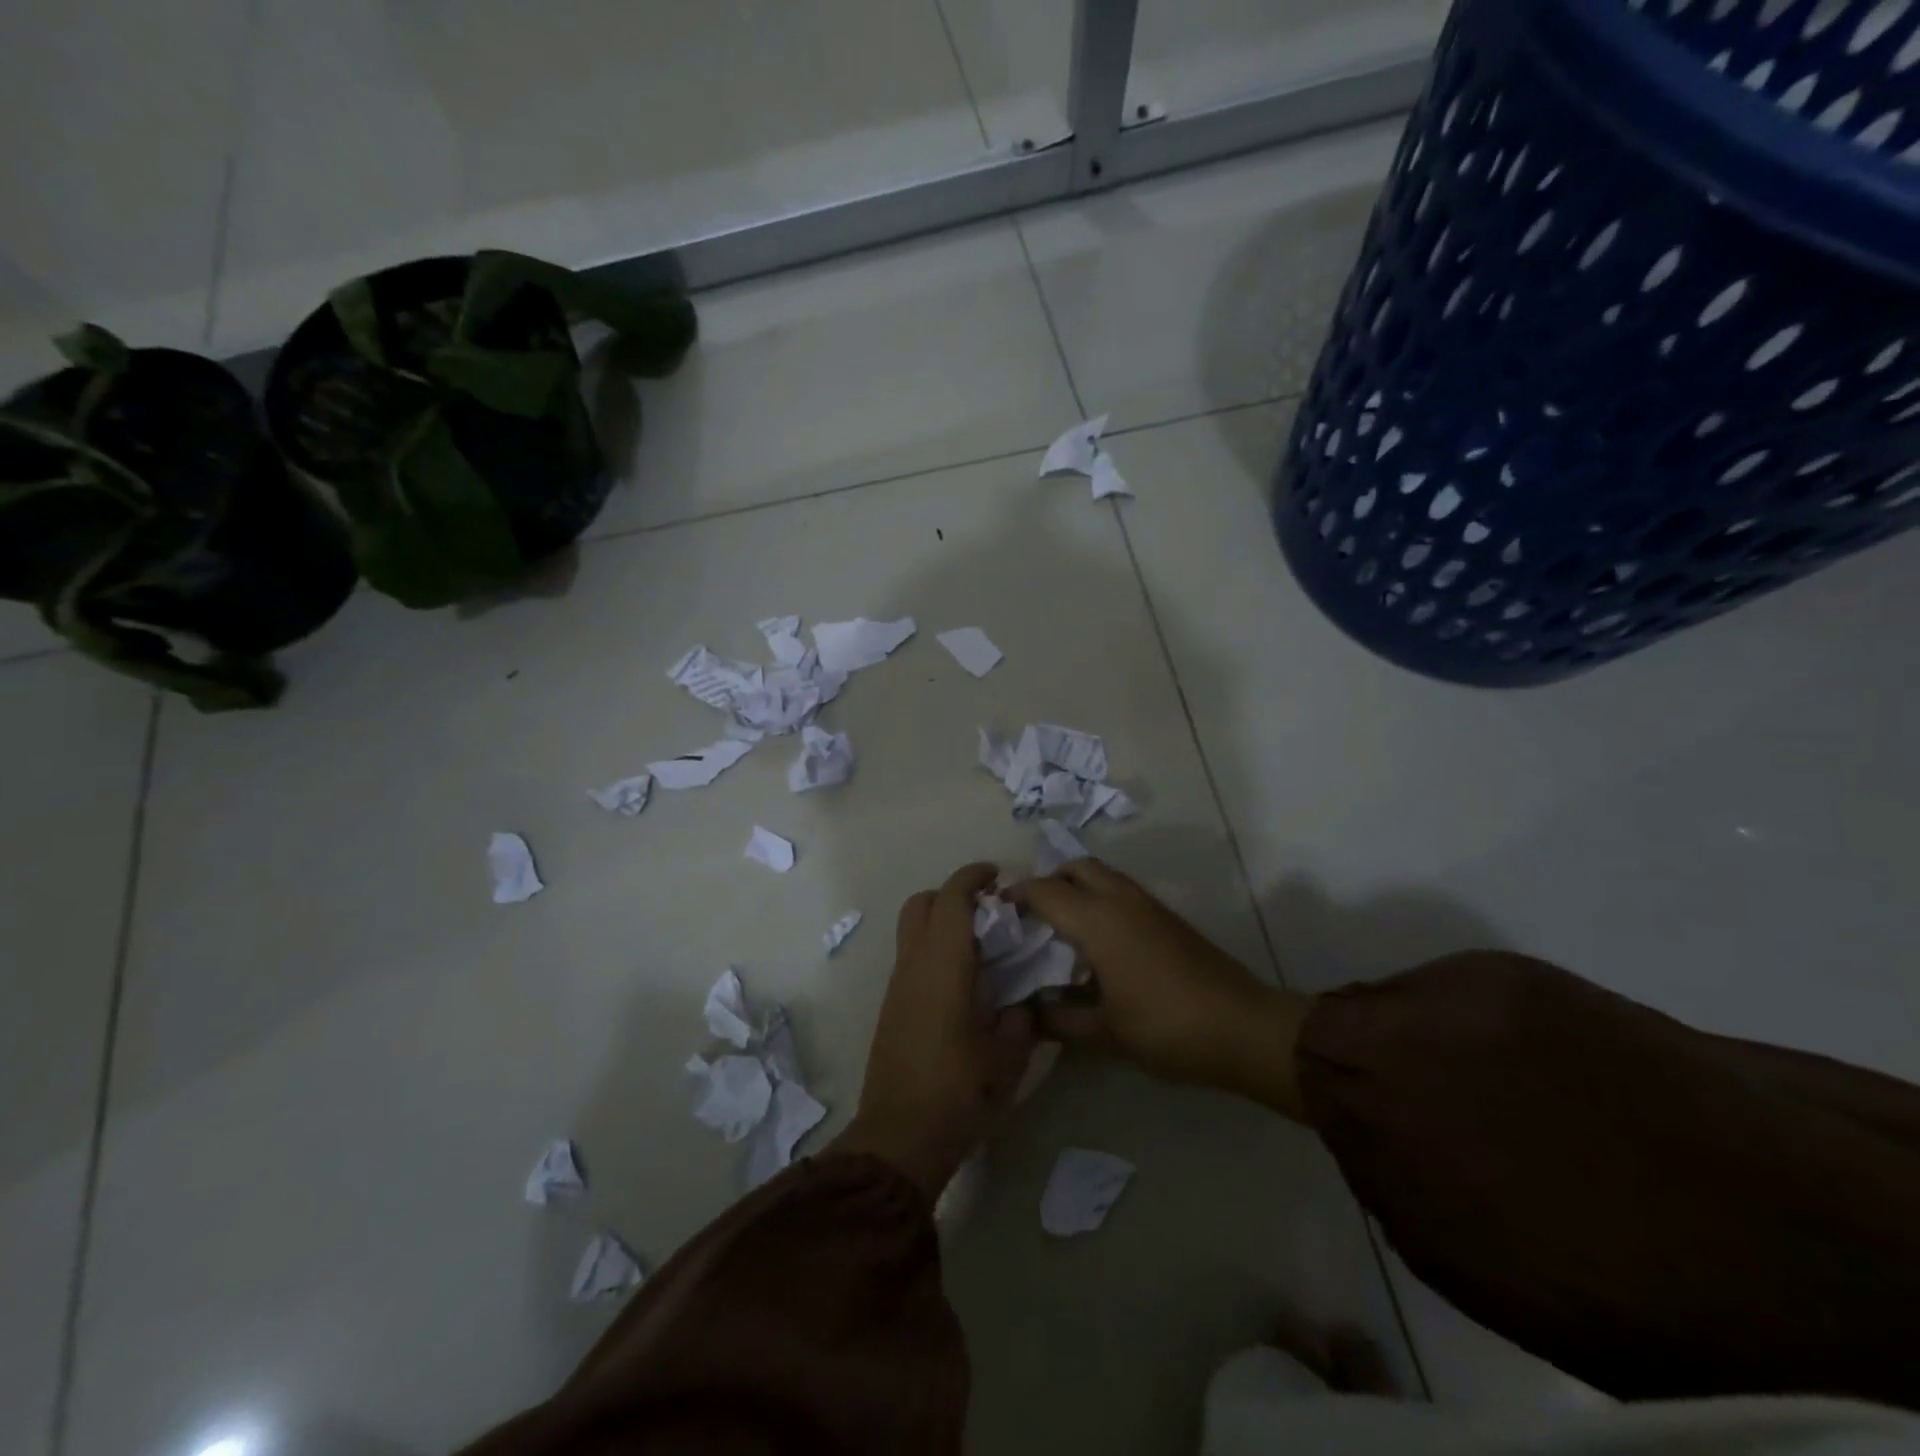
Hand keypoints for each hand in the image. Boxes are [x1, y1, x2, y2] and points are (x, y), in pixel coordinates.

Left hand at [832, 863, 1038, 1200]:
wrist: (900, 1135)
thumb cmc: (959, 1089)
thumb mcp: (1007, 1056)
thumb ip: (1020, 1020)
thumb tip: (1020, 1005)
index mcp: (943, 963)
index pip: (952, 898)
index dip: (972, 877)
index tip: (996, 875)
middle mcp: (914, 963)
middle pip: (921, 904)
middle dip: (951, 895)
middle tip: (987, 910)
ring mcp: (897, 984)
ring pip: (912, 930)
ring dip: (941, 922)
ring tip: (979, 946)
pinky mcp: (891, 1006)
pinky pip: (911, 957)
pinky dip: (933, 949)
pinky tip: (961, 980)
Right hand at [1007, 859, 1309, 1118]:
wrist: (1244, 1028)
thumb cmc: (1166, 1028)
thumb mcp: (1105, 1033)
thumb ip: (1059, 1021)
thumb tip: (1025, 1015)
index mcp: (1097, 920)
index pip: (1044, 891)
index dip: (1015, 896)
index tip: (995, 912)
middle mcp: (1120, 899)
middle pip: (1075, 868)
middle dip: (1048, 882)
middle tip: (1030, 917)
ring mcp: (1147, 904)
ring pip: (1101, 875)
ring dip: (1076, 888)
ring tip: (1059, 928)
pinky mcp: (1166, 916)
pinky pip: (1120, 890)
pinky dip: (1098, 898)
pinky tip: (1096, 942)